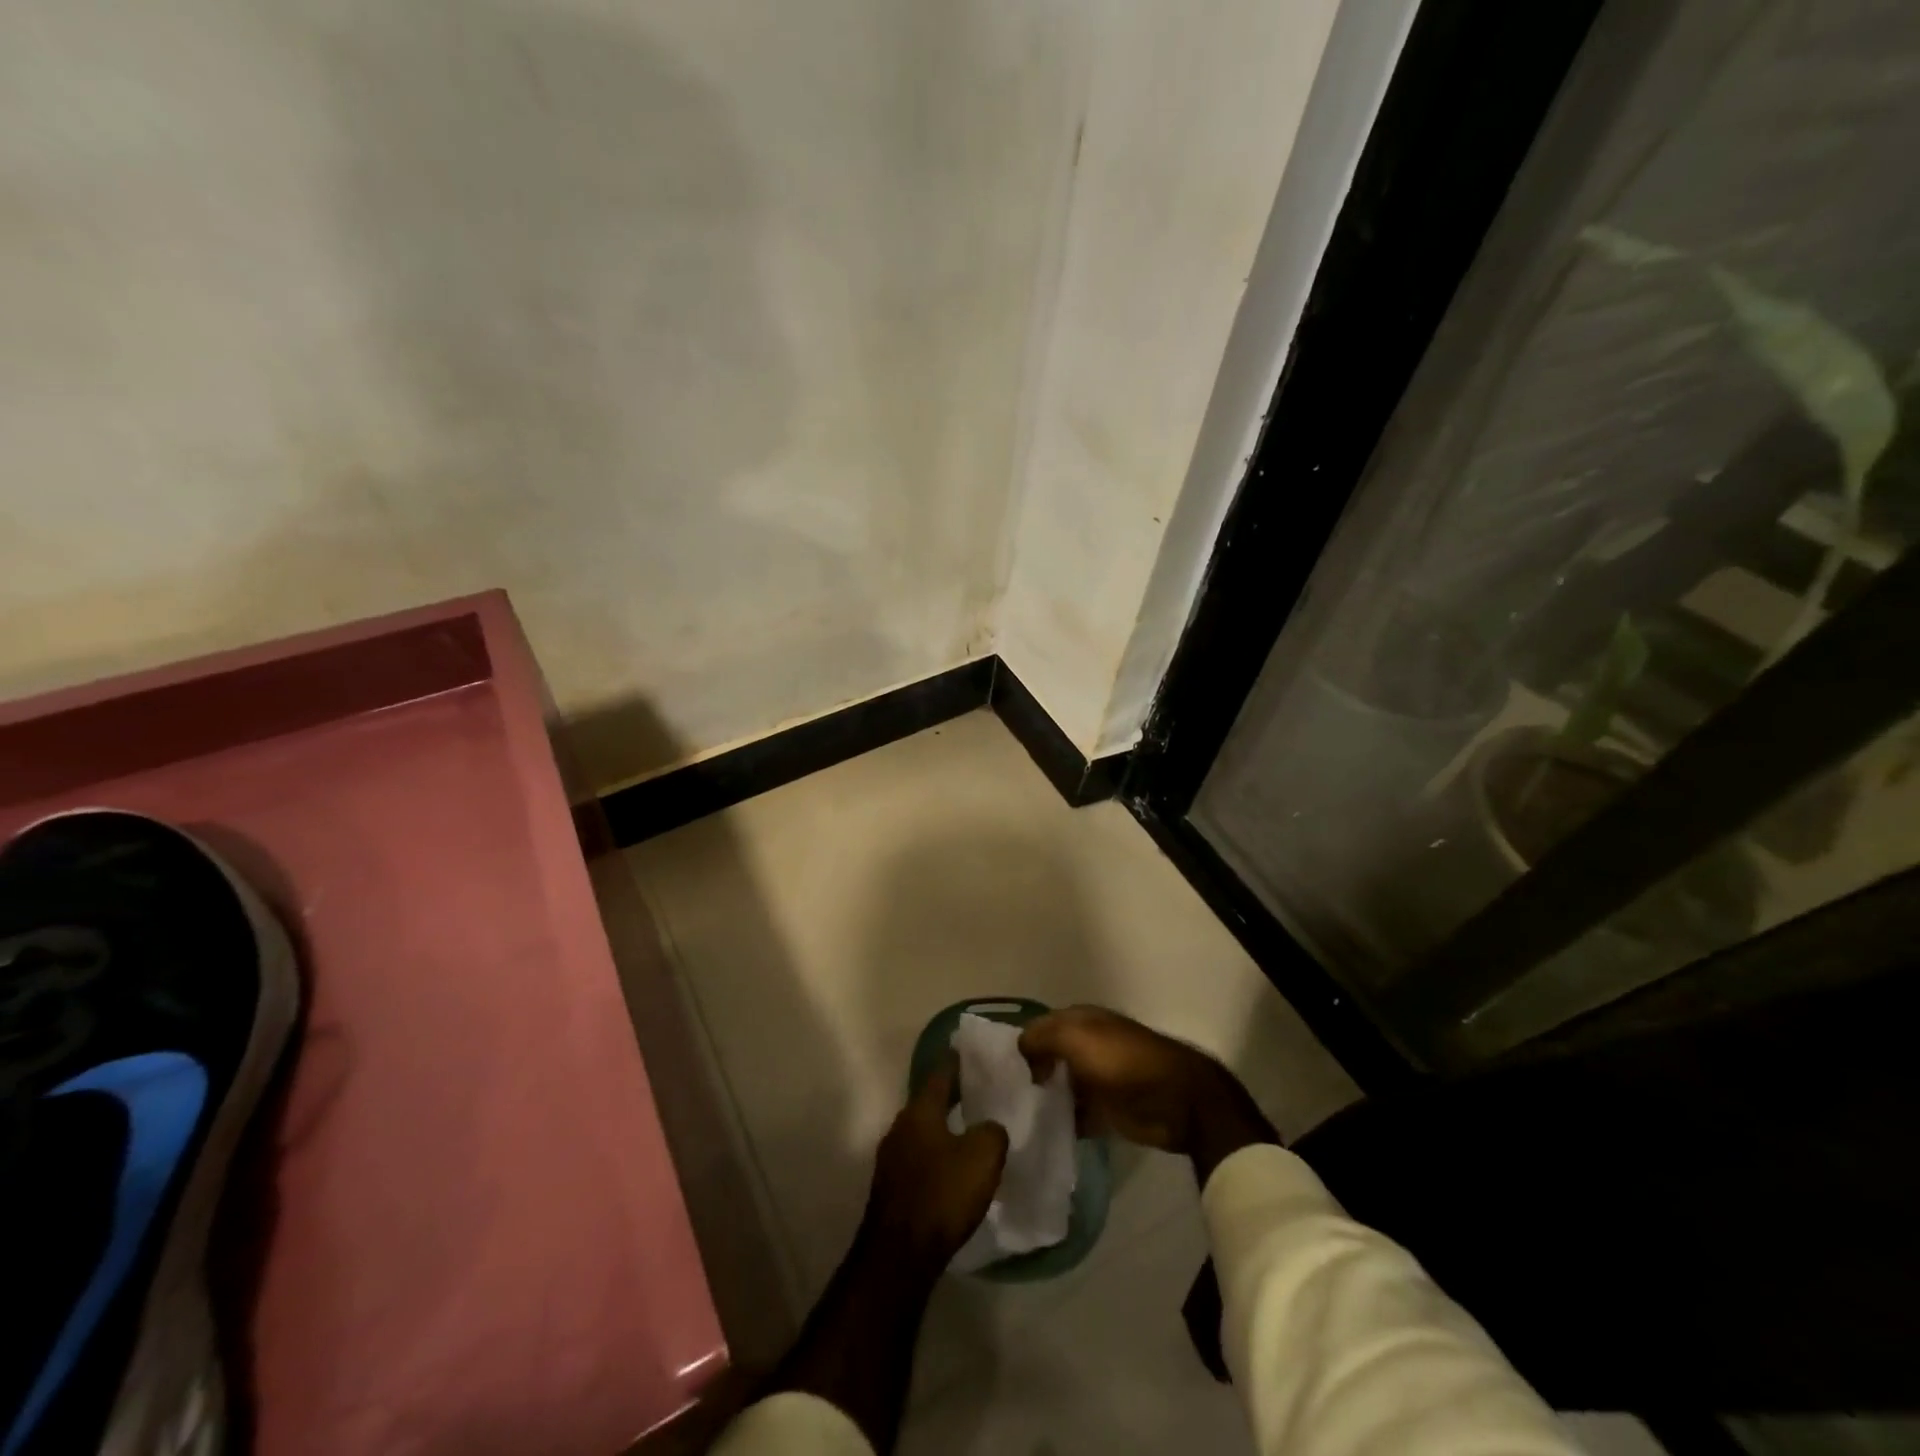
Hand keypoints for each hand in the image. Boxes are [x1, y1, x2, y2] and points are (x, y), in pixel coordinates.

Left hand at [862, 1056, 1008, 1269]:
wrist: (900, 1255)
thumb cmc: (943, 1194)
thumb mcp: (983, 1157)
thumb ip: (992, 1131)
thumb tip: (989, 1128)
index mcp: (920, 1110)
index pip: (940, 1073)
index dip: (957, 1061)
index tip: (970, 1052)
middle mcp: (900, 1126)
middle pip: (929, 1102)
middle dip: (951, 1096)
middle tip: (978, 1091)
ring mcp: (891, 1158)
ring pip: (923, 1131)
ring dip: (943, 1128)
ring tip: (969, 1130)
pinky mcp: (891, 1188)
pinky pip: (919, 1158)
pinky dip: (936, 1155)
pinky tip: (953, 1168)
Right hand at [1018, 1006, 1276, 1183]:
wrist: (1176, 1100)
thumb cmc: (1122, 1061)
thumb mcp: (1076, 1038)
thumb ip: (1041, 1038)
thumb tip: (1017, 1049)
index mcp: (1079, 1020)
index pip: (1037, 1028)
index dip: (1016, 1046)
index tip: (991, 1072)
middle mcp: (1085, 1044)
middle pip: (1046, 1058)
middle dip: (1025, 1074)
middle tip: (996, 1100)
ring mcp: (1096, 1078)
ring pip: (1058, 1086)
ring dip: (1041, 1100)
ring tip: (1011, 1121)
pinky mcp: (1105, 1110)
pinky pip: (1074, 1114)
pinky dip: (1059, 1122)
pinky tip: (1039, 1135)